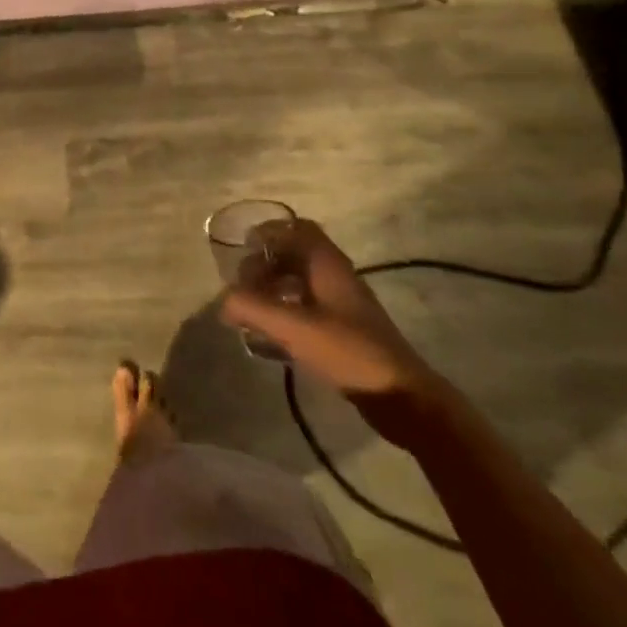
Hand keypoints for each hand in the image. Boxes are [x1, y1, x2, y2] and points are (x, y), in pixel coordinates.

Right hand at [220, 218, 445, 442]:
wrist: (403, 398)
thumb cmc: (348, 351)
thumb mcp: (294, 328)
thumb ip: (252, 308)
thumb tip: (223, 302)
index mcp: (327, 263)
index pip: (297, 228)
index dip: (268, 232)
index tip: (243, 248)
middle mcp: (337, 275)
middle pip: (296, 252)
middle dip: (266, 263)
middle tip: (244, 285)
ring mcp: (345, 303)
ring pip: (303, 279)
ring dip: (275, 286)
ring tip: (254, 308)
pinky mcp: (348, 329)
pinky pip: (310, 304)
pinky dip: (289, 308)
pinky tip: (276, 332)